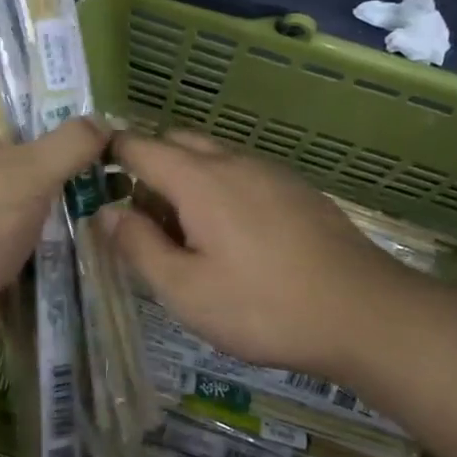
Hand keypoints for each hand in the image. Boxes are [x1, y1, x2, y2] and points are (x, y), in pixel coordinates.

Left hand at [0, 111, 106, 352]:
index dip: (45, 106)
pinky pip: (28, 234)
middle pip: (20, 154)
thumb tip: (103, 122)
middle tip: (112, 154)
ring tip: (115, 189)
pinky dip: (55, 234)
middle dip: (63, 157)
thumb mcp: (24, 172)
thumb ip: (68, 143)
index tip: (91, 113)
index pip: (2, 108)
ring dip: (63, 199)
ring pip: (27, 198)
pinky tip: (95, 228)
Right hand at [104, 130, 401, 378]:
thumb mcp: (185, 290)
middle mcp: (234, 161)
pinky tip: (233, 238)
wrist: (365, 314)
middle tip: (140, 219)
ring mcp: (271, 172)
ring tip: (185, 234)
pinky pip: (243, 173)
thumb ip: (139, 247)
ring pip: (212, 157)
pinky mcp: (298, 190)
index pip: (139, 146)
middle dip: (148, 166)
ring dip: (186, 180)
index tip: (91, 178)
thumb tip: (108, 213)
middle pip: (177, 142)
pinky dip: (220, 189)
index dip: (108, 154)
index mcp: (199, 179)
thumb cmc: (263, 306)